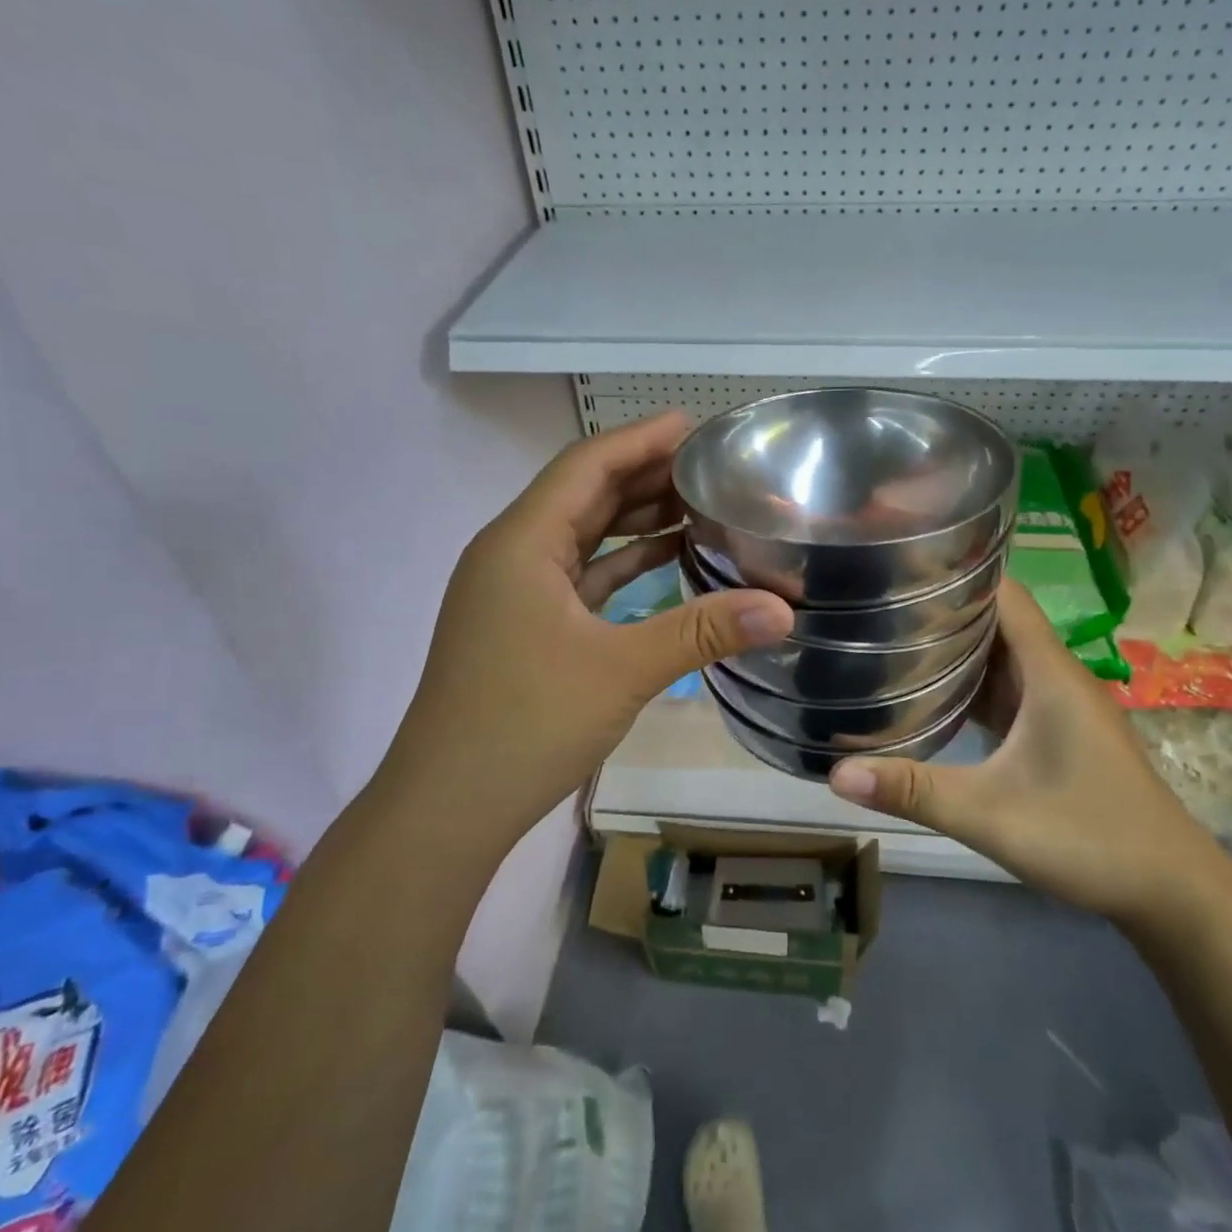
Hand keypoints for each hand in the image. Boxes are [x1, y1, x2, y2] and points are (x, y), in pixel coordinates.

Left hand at [400, 412, 793, 849]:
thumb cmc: (525, 724)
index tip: (695, 424)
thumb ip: (703, 632)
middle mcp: (513, 554)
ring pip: (583, 536)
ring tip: (699, 502)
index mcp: (522, 542)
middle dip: (645, 474)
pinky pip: (581, 575)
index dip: (641, 438)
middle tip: (710, 463)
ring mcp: (516, 592)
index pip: (587, 465)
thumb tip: (784, 610)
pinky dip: (623, 563)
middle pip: (585, 494)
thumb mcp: (622, 670)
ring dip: (635, 518)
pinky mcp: (526, 625)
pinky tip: (667, 558)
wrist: (448, 806)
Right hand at [828, 579, 1228, 926]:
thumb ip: (914, 791)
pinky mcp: (1055, 730)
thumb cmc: (1090, 837)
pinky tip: (929, 693)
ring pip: (999, 655)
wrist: (1171, 891)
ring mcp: (1057, 704)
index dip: (956, 572)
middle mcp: (1054, 675)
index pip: (1003, 593)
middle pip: (996, 619)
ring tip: (891, 638)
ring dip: (953, 646)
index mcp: (1048, 672)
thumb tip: (836, 773)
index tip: (901, 566)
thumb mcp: (991, 815)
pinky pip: (1005, 688)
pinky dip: (969, 683)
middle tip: (877, 603)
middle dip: (941, 608)